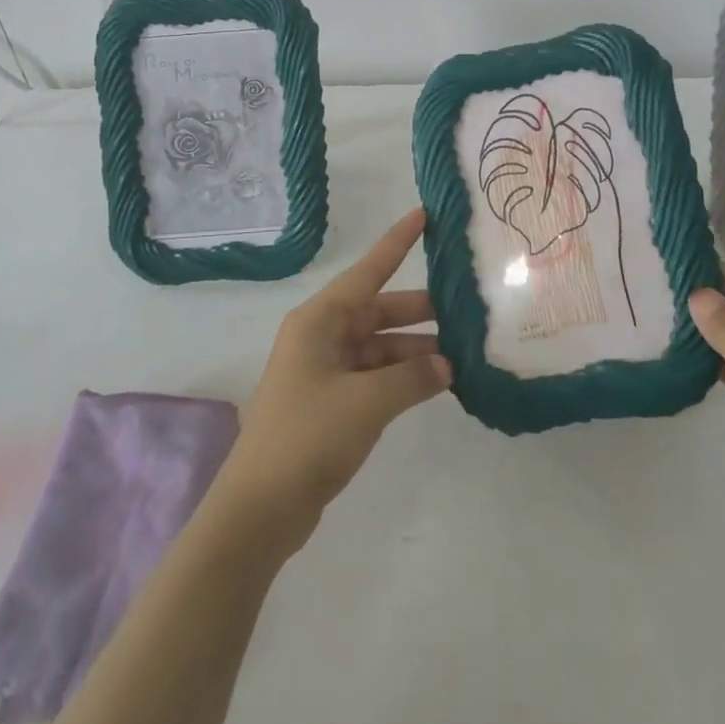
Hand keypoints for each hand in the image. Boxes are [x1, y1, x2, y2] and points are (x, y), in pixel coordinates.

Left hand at [210, 209, 451, 554]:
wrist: (259, 509)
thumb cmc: (308, 437)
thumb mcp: (367, 403)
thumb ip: (413, 377)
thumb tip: (447, 364)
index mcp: (320, 321)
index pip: (368, 271)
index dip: (397, 242)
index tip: (424, 214)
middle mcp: (322, 336)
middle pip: (378, 310)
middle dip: (420, 311)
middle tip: (466, 308)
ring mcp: (325, 370)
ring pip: (380, 346)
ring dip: (415, 350)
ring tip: (461, 355)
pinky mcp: (330, 401)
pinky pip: (374, 375)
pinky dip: (402, 377)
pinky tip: (435, 384)